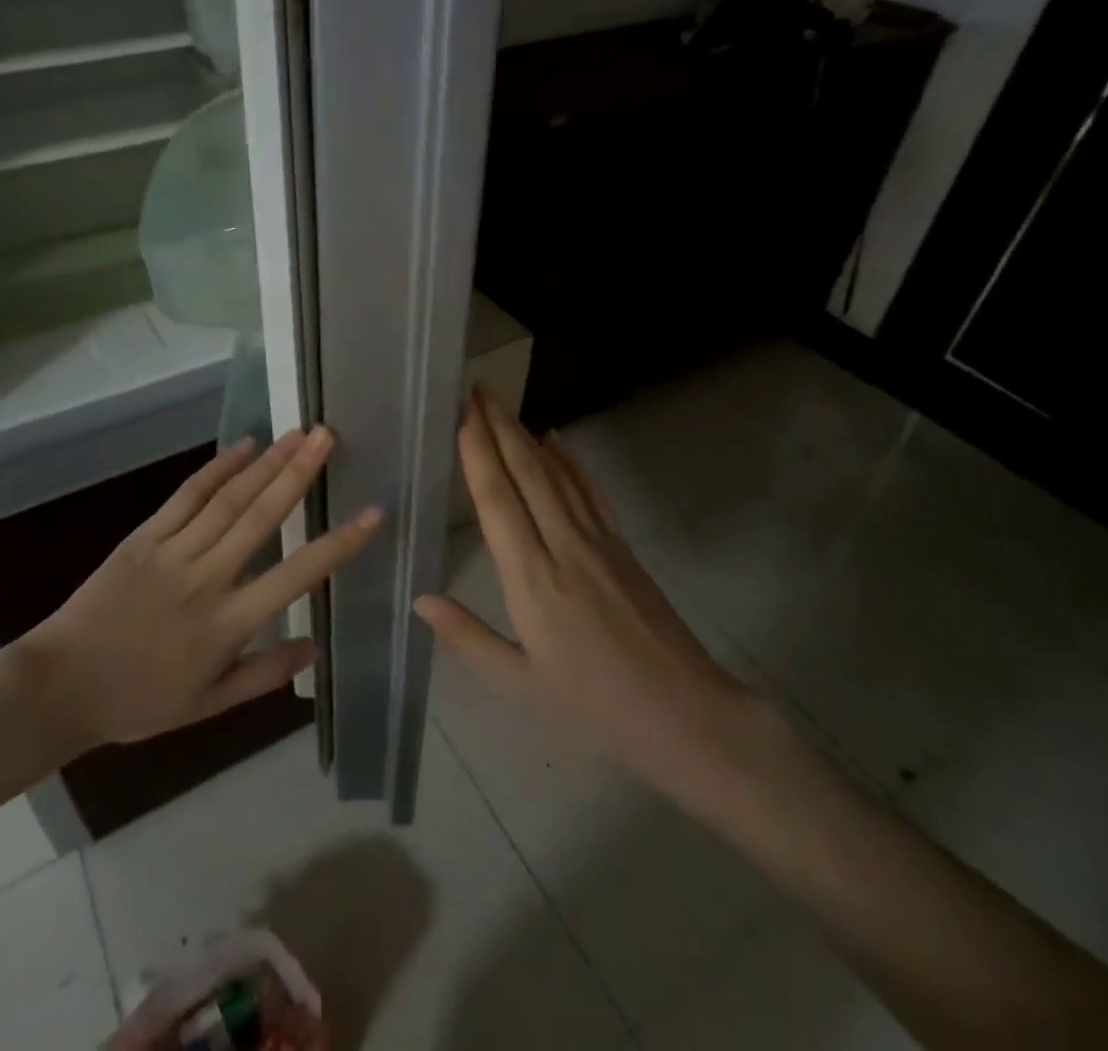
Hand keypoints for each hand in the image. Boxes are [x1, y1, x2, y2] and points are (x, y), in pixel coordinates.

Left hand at [14, 427, 381, 749]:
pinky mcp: (144, 536)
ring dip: (268, 462)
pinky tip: (245, 445)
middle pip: (262, 517)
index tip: (373, 514)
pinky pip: (187, 496)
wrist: (60, 687)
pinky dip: (218, 467)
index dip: (339, 544)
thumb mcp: (208, 705)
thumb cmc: (138, 701)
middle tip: (329, 436)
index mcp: (228, 624)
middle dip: (300, 474)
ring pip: (229, 499)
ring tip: (300, 433)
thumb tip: (316, 647)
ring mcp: (173, 552)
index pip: (297, 576)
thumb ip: (264, 674)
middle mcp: (208, 578)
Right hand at [414, 390, 756, 801]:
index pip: (498, 501)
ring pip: (556, 475)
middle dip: (499, 427)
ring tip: (503, 406)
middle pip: (526, 473)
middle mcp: (564, 547)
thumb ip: (468, 638)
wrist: (687, 716)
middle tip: (477, 390)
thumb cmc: (595, 709)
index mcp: (533, 580)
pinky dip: (570, 461)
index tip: (462, 415)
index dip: (478, 453)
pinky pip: (589, 492)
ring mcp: (598, 542)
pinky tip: (557, 440)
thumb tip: (421, 598)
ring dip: (527, 436)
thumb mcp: (520, 687)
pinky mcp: (622, 547)